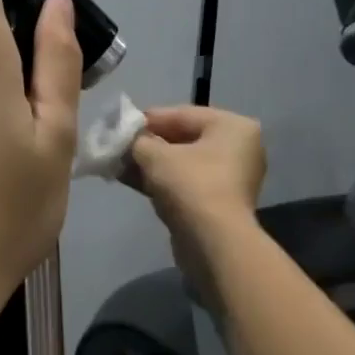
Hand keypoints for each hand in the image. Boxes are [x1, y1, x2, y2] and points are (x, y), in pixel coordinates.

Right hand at [127, 106, 266, 305]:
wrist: (213, 241)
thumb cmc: (190, 185)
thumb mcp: (155, 155)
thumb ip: (138, 140)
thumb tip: (127, 139)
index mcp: (232, 126)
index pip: (182, 114)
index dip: (148, 119)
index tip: (120, 124)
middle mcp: (238, 148)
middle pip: (183, 139)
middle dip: (147, 144)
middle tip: (117, 146)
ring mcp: (229, 178)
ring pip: (181, 164)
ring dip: (149, 164)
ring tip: (117, 164)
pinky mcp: (217, 203)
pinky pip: (184, 183)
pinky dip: (159, 181)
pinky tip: (129, 180)